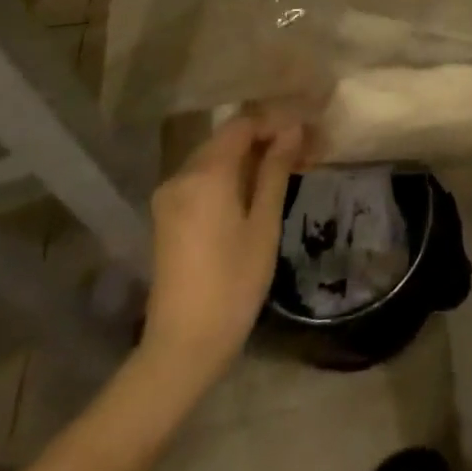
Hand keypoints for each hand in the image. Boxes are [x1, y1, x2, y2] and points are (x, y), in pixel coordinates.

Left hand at [140, 116, 303, 388]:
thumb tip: (292, 129)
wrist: (181, 348)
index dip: (274, 122)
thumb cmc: (232, 284)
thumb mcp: (264, 224)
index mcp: (206, 173)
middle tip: (300, 153)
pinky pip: (202, 180)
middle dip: (263, 140)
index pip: (242, 124)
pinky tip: (255, 192)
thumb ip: (275, 170)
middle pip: (227, 139)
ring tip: (284, 172)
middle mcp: (181, 175)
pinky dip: (229, 177)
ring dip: (248, 159)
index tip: (304, 134)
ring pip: (215, 159)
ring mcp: (170, 196)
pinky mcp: (167, 216)